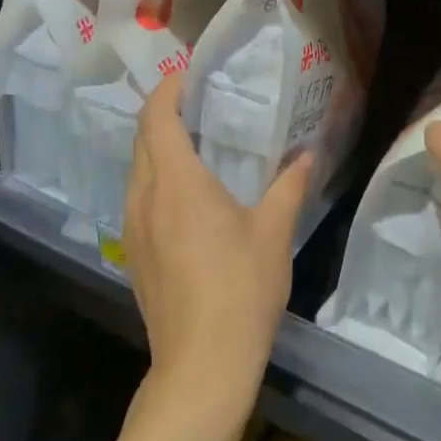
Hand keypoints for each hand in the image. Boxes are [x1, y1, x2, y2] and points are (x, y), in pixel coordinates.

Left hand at [122, 71, 312, 407]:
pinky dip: (155, 178)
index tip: (190, 75)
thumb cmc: (241, 289)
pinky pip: (137, 198)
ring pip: (135, 169)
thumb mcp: (274, 232)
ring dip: (157, 147)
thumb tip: (306, 156)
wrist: (202, 365)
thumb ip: (289, 186)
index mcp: (177, 182)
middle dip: (163, 113)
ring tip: (196, 143)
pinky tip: (186, 195)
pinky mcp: (134, 255)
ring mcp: (133, 229)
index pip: (157, 117)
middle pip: (142, 139)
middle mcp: (145, 197)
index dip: (168, 89)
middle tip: (200, 103)